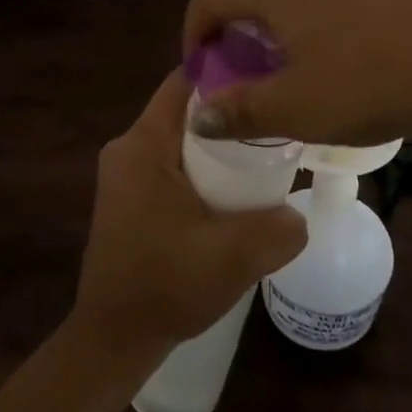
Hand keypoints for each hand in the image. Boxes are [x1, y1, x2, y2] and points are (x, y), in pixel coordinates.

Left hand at [70, 70, 308, 360]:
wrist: (113, 340)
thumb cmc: (165, 286)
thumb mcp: (232, 257)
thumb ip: (278, 229)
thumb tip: (299, 214)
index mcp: (144, 144)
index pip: (185, 82)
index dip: (226, 72)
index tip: (267, 77)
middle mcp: (129, 148)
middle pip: (186, 109)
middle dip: (229, 113)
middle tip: (274, 122)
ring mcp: (127, 174)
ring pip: (182, 138)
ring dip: (218, 145)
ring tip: (264, 155)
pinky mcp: (131, 197)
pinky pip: (173, 163)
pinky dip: (203, 168)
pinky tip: (234, 191)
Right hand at [182, 0, 411, 147]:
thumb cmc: (380, 80)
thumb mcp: (302, 108)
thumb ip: (241, 110)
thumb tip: (201, 114)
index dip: (196, 34)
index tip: (206, 71)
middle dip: (243, 28)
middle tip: (255, 74)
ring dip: (287, 17)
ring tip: (307, 62)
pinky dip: (327, 7)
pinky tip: (358, 45)